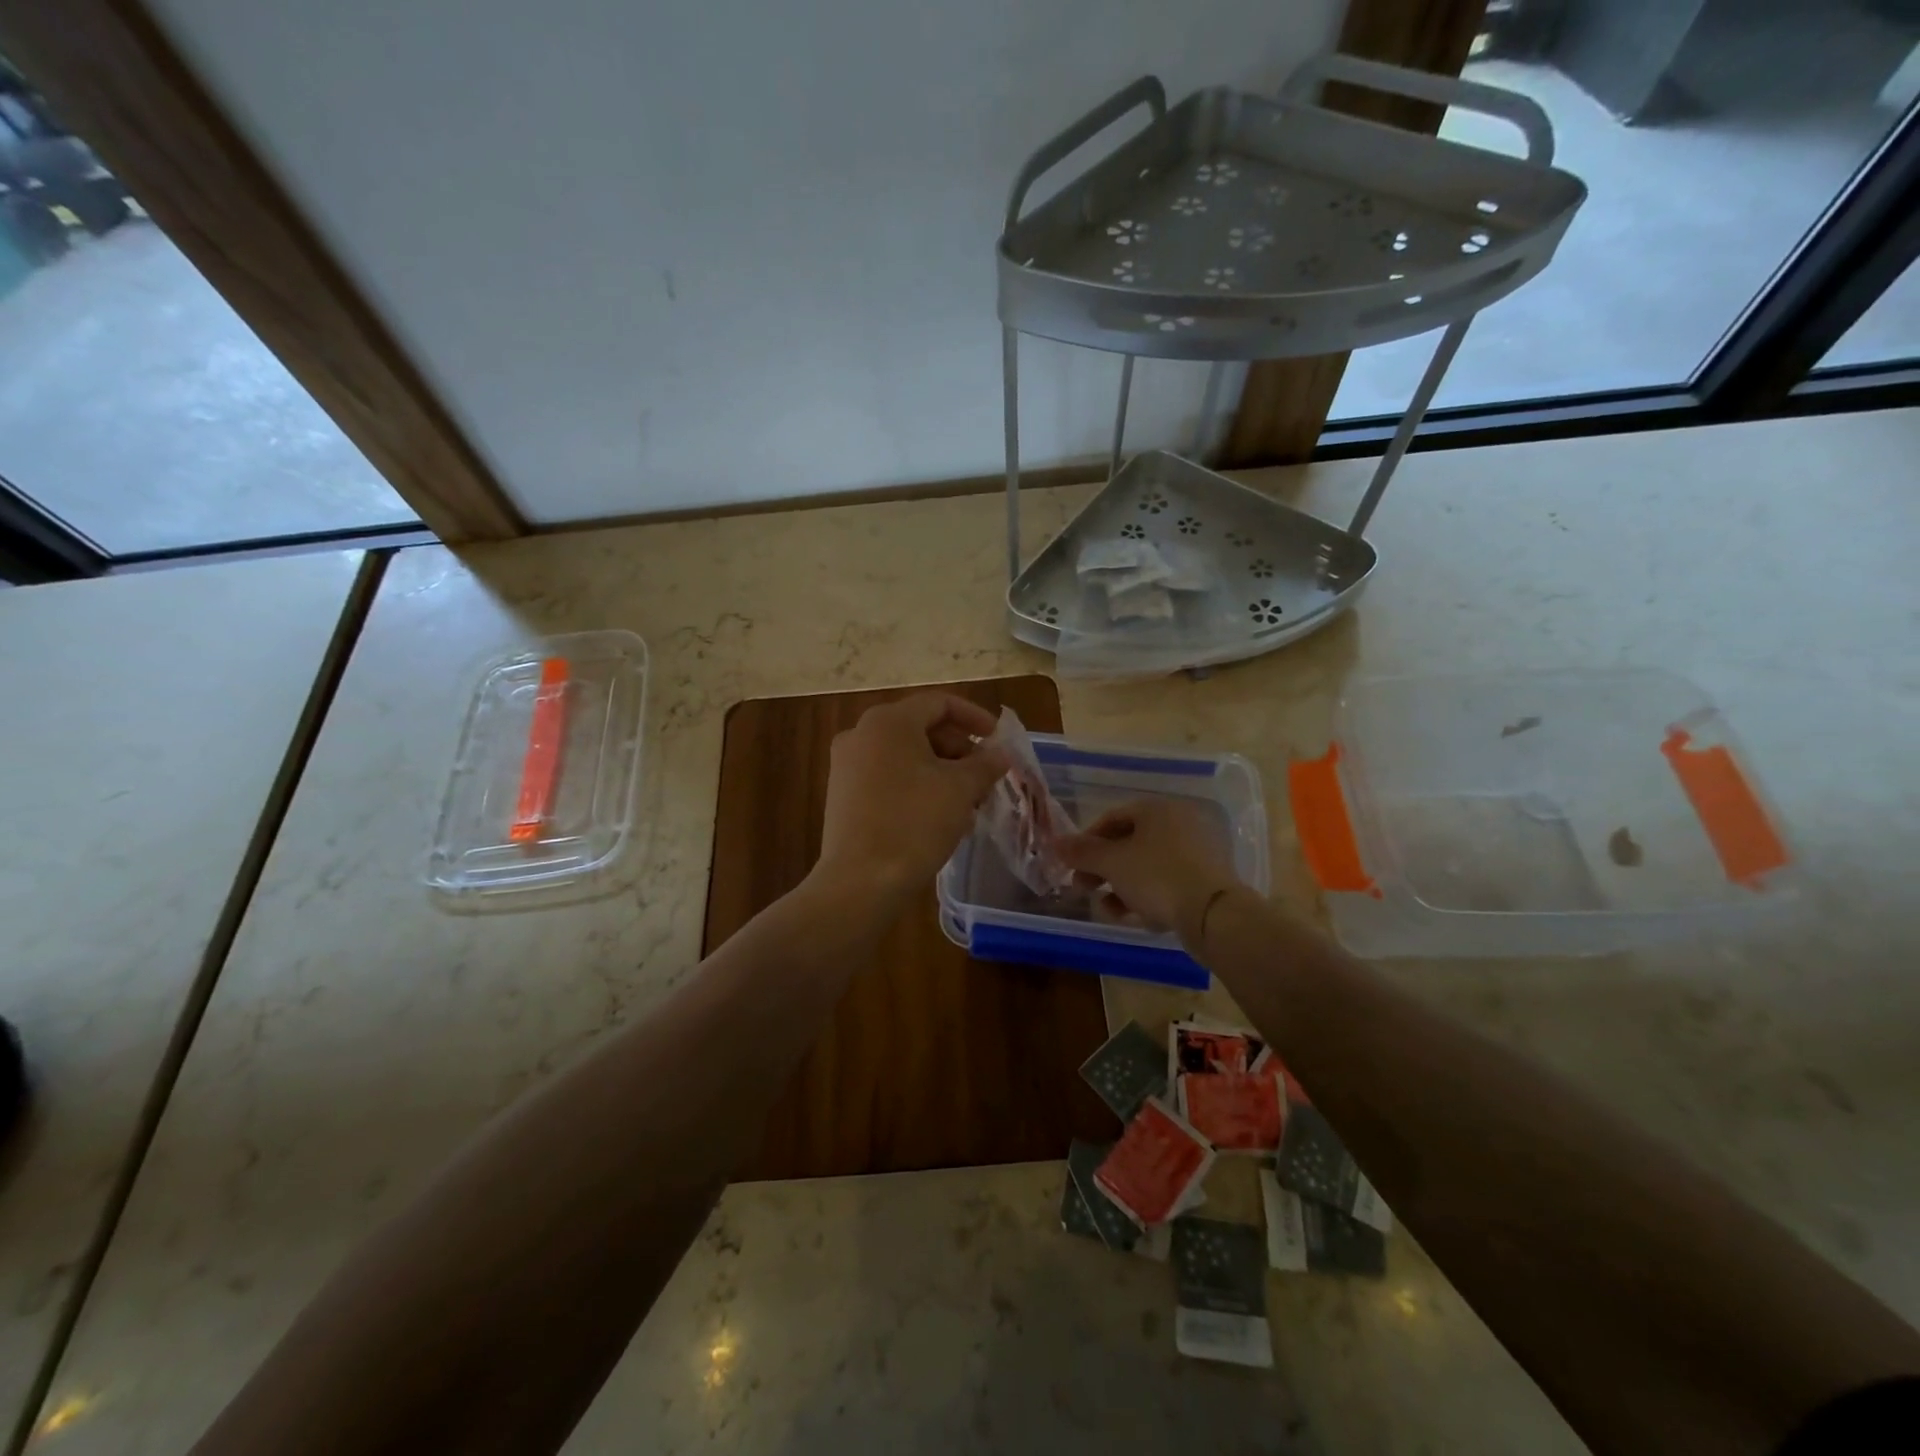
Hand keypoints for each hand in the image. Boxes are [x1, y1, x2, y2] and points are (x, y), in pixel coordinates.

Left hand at [814, 693, 1010, 905]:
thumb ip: (985, 764)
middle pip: (920, 727)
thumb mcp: (960, 789)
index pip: (939, 703)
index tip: (998, 740)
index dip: (975, 717)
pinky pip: (887, 776)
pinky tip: (938, 815)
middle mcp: (861, 734)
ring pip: (905, 755)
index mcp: (888, 722)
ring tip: (967, 801)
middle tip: (985, 777)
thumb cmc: (914, 823)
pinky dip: (916, 785)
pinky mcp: (843, 794)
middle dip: (959, 749)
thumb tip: (1000, 754)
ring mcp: (847, 765)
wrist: (860, 881)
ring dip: (941, 770)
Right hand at [1056, 797, 1240, 941]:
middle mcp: (1179, 824)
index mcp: (1158, 810)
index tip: (1072, 864)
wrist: (1214, 914)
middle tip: (1083, 888)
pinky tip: (1136, 917)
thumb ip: (1082, 852)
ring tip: (1108, 910)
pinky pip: (1167, 883)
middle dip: (1102, 869)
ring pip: (1146, 867)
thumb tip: (1055, 843)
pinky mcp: (1206, 880)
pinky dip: (1147, 896)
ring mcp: (1196, 852)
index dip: (1087, 841)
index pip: (1112, 818)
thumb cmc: (1157, 876)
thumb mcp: (1112, 863)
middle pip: (1129, 844)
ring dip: (1120, 887)